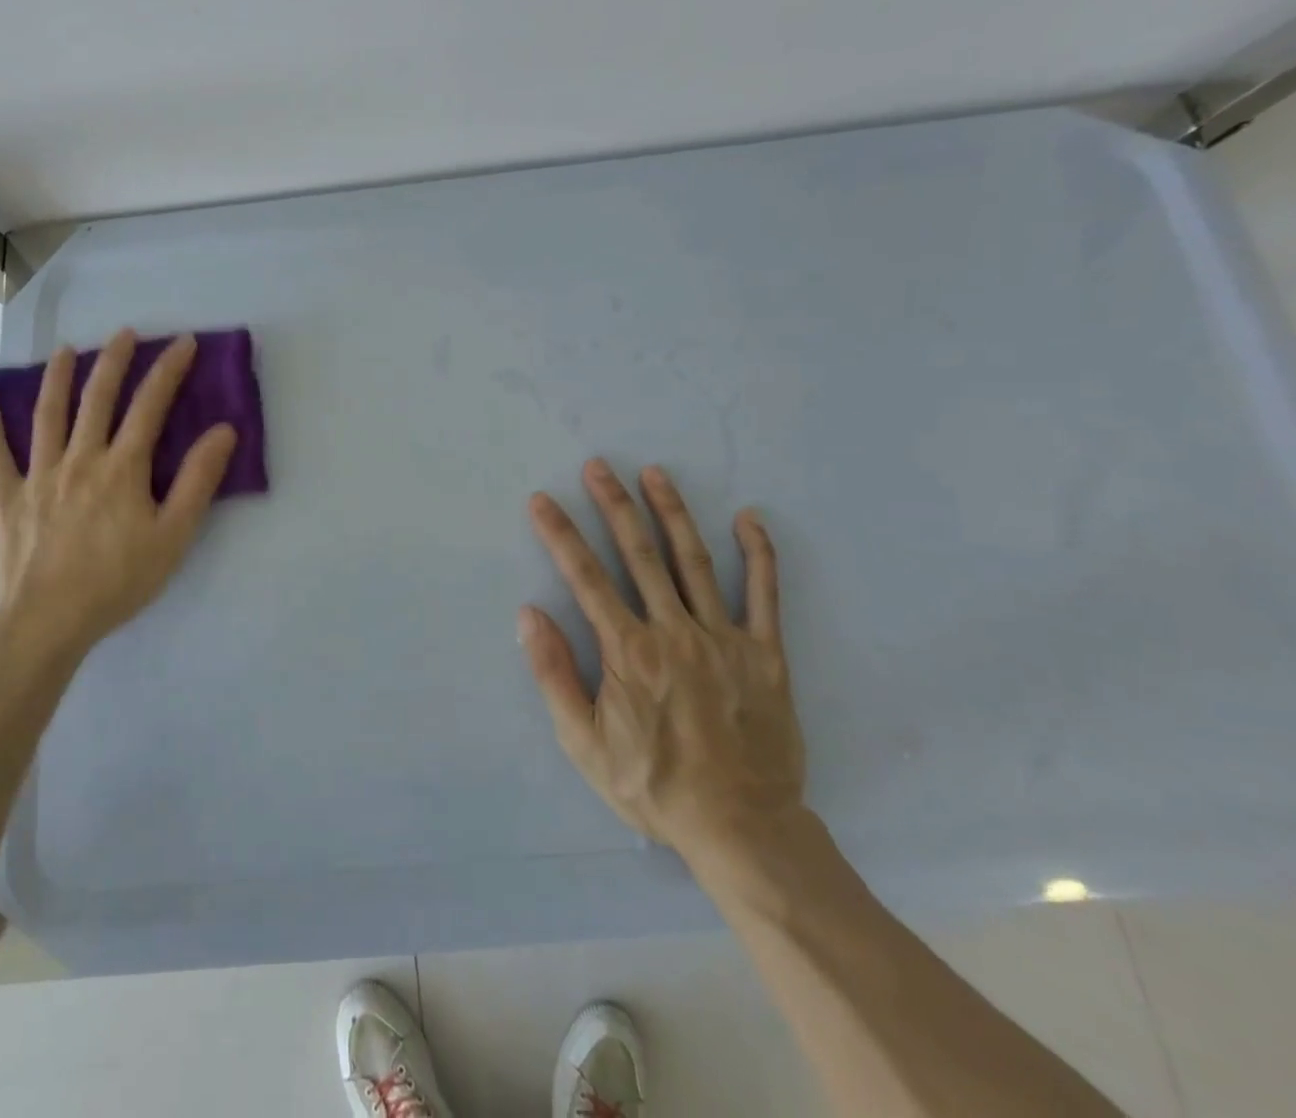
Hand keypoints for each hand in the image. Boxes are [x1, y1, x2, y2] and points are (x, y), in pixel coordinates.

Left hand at [0, 329, 237, 664]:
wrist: (47, 621)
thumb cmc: (118, 581)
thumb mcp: (174, 535)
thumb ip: (198, 481)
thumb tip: (223, 431)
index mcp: (122, 467)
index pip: (150, 405)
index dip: (169, 370)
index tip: (184, 343)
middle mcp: (80, 458)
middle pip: (99, 398)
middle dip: (115, 361)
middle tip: (125, 333)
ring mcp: (39, 474)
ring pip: (48, 413)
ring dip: (60, 377)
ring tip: (67, 350)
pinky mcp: (7, 496)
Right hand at [521, 459, 807, 873]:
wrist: (741, 829)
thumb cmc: (653, 787)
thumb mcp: (584, 743)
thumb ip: (555, 675)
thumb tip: (529, 615)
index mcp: (628, 651)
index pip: (585, 577)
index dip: (560, 534)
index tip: (542, 500)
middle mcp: (673, 631)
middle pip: (639, 553)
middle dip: (614, 504)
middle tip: (598, 465)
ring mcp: (723, 638)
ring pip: (693, 561)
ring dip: (672, 512)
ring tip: (655, 473)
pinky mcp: (766, 654)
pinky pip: (764, 595)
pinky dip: (758, 554)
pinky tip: (748, 518)